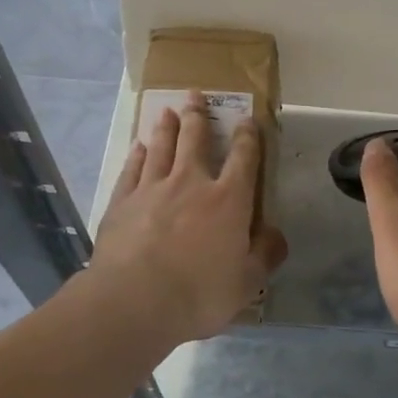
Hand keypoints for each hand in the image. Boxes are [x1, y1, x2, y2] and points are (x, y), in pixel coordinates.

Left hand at [90, 91, 288, 344]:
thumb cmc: (199, 293)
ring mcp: (151, 190)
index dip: (247, 137)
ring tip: (167, 111)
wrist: (134, 301)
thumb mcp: (247, 283)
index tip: (247, 120)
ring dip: (166, 128)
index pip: (243, 159)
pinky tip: (139, 148)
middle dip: (198, 117)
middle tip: (195, 96)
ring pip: (161, 149)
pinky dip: (138, 156)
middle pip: (195, 141)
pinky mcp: (121, 203)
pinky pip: (132, 170)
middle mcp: (191, 184)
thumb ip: (265, 255)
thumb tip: (276, 234)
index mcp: (228, 201)